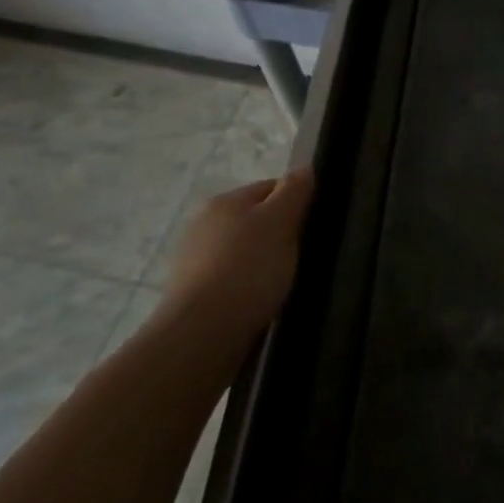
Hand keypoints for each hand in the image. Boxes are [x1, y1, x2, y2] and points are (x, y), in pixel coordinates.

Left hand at [163, 167, 314, 340]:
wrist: (201, 334)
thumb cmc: (247, 269)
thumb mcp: (281, 222)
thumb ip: (294, 191)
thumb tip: (304, 168)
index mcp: (224, 201)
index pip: (270, 188)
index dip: (296, 202)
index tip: (313, 225)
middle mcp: (202, 224)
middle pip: (254, 220)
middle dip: (278, 234)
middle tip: (301, 256)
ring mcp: (192, 260)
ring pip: (241, 251)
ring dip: (261, 262)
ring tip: (281, 283)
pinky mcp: (190, 294)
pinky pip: (229, 279)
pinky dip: (246, 286)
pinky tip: (258, 301)